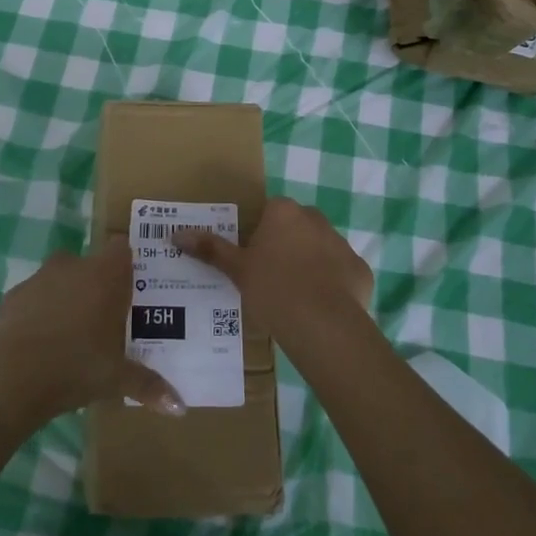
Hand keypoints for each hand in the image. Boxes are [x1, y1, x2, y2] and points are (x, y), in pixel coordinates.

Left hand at [0, 237, 184, 426]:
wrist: (14, 376)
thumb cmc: (78, 366)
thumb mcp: (118, 379)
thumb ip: (150, 385)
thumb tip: (181, 408)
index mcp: (106, 275)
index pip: (121, 249)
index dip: (125, 263)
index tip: (130, 285)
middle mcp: (74, 266)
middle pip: (90, 263)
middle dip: (96, 283)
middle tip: (104, 315)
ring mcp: (40, 277)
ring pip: (59, 278)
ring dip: (66, 296)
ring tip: (72, 331)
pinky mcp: (13, 295)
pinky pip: (33, 297)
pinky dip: (38, 312)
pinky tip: (40, 341)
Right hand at [175, 198, 373, 354]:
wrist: (323, 324)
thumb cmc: (273, 289)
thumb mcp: (237, 269)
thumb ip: (210, 249)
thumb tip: (175, 234)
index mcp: (284, 212)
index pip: (270, 212)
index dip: (260, 235)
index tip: (254, 259)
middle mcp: (316, 218)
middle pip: (296, 227)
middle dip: (286, 246)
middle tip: (271, 278)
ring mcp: (342, 243)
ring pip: (320, 248)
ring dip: (310, 264)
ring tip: (295, 297)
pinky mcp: (360, 269)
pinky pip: (341, 273)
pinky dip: (332, 285)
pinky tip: (320, 308)